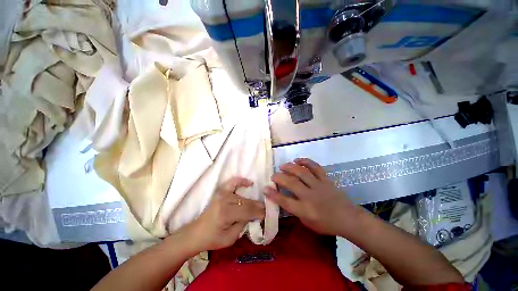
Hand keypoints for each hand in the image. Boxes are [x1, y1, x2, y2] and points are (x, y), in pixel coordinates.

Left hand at [183, 177, 264, 252]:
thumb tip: (254, 215)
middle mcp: (224, 201)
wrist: (196, 233)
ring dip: (252, 200)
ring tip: (259, 203)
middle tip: (266, 209)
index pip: (247, 211)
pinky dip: (242, 181)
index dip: (258, 212)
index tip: (266, 214)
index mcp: (226, 214)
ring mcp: (222, 194)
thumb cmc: (212, 239)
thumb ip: (243, 224)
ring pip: (242, 196)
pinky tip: (250, 183)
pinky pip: (233, 183)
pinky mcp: (220, 192)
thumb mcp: (231, 238)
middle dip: (257, 206)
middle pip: (246, 202)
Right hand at [264, 158, 358, 235]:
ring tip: (283, 166)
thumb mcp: (307, 222)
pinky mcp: (326, 179)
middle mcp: (310, 196)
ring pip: (302, 172)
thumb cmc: (326, 224)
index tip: (265, 188)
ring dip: (290, 167)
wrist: (348, 218)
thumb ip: (295, 210)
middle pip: (291, 183)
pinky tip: (297, 160)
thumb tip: (284, 198)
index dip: (273, 195)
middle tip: (273, 175)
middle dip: (279, 178)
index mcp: (305, 210)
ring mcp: (319, 186)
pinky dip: (306, 161)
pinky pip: (315, 167)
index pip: (285, 201)